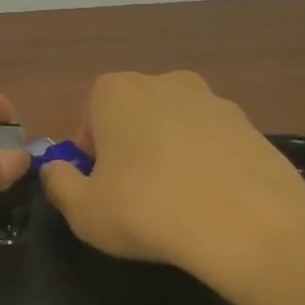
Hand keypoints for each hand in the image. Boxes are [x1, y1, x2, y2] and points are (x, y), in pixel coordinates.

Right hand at [40, 70, 304, 286]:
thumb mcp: (83, 210)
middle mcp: (164, 81)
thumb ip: (58, 184)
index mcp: (116, 91)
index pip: (89, 115)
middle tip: (133, 196)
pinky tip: (211, 203)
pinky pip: (213, 142)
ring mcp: (213, 99)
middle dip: (128, 148)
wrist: (250, 223)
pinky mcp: (251, 124)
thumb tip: (54, 170)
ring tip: (176, 202)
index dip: (90, 153)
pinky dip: (206, 164)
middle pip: (133, 115)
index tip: (98, 185)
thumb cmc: (148, 210)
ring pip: (175, 127)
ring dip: (169, 154)